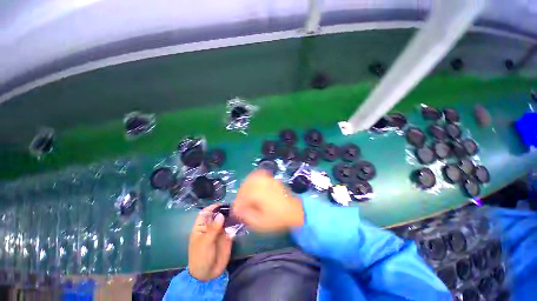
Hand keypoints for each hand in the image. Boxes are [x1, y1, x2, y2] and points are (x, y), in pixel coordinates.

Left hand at [188, 204, 232, 281]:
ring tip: (239, 211)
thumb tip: (221, 215)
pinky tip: (241, 219)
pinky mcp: (227, 236)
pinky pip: (232, 227)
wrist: (208, 274)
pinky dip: (236, 223)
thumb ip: (213, 229)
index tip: (221, 204)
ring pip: (225, 220)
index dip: (212, 208)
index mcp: (201, 227)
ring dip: (231, 215)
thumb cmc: (201, 257)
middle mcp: (211, 227)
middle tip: (234, 206)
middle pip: (217, 215)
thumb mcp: (205, 243)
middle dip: (224, 210)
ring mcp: (219, 231)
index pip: (205, 213)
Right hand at [232, 170, 304, 231]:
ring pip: (251, 178)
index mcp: (258, 193)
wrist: (296, 211)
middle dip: (240, 195)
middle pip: (245, 185)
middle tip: (240, 204)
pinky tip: (253, 187)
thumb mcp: (260, 222)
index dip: (237, 205)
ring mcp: (268, 179)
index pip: (242, 197)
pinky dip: (253, 179)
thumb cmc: (278, 218)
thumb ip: (246, 215)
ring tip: (246, 196)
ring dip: (245, 186)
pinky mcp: (272, 179)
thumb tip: (237, 210)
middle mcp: (262, 183)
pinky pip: (259, 175)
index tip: (236, 212)